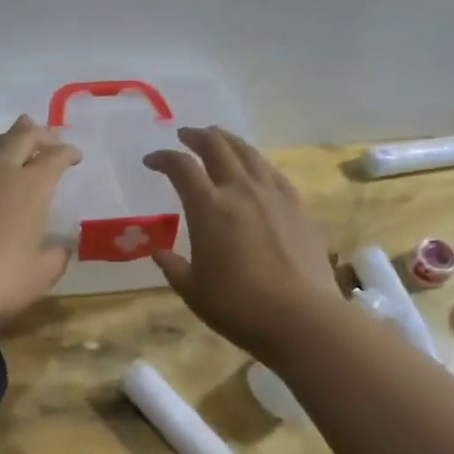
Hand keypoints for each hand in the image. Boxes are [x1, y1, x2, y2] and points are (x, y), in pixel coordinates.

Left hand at [0, 116, 81, 326]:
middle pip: (21, 137)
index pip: (55, 157)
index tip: (75, 157)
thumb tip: (62, 245)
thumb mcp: (41, 274)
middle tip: (47, 138)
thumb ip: (57, 255)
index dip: (68, 153)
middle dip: (38, 134)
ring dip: (7, 142)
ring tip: (13, 145)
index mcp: (30, 187)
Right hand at [144, 126, 342, 360]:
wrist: (302, 318)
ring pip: (248, 152)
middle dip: (196, 136)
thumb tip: (159, 252)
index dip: (163, 158)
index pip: (181, 166)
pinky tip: (254, 170)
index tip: (151, 160)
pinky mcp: (297, 206)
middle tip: (185, 136)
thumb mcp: (193, 290)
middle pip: (217, 146)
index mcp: (209, 207)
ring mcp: (273, 195)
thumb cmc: (238, 306)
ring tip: (218, 141)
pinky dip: (256, 162)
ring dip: (228, 141)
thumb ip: (173, 266)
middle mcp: (240, 190)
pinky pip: (272, 172)